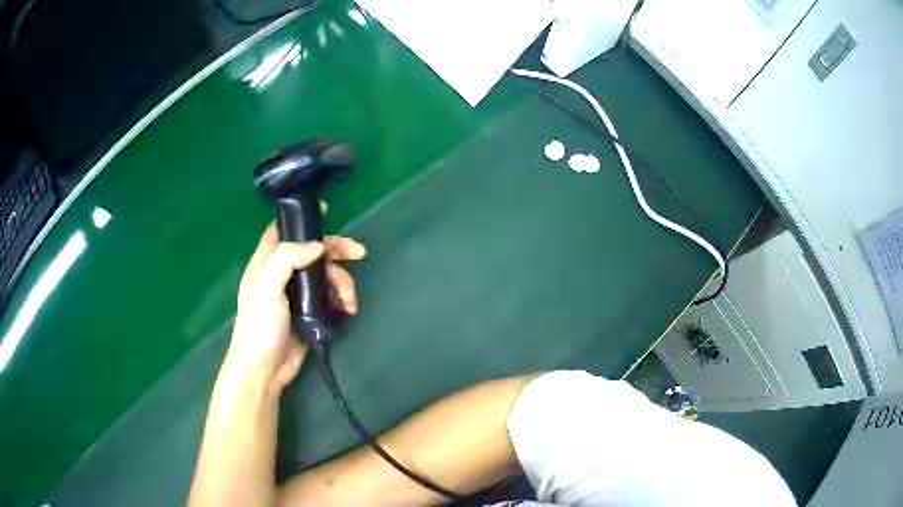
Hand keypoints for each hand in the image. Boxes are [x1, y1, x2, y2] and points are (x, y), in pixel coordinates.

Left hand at [227, 222, 365, 388]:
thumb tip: (317, 246)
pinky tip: (348, 310)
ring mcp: (296, 295)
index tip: (327, 214)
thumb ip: (287, 259)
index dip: (303, 220)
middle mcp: (282, 275)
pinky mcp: (308, 314)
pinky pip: (329, 298)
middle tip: (359, 253)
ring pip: (325, 277)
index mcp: (267, 263)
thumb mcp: (266, 288)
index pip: (283, 231)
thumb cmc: (259, 327)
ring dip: (342, 283)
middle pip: (312, 253)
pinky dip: (341, 300)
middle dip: (336, 252)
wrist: (263, 370)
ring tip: (350, 301)